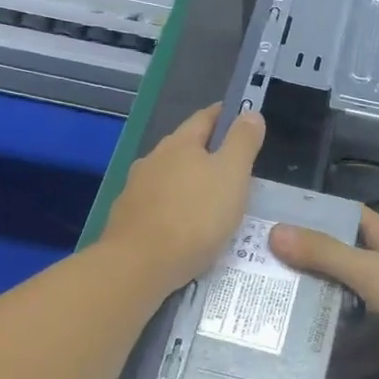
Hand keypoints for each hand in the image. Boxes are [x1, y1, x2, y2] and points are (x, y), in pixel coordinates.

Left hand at [99, 104, 263, 295]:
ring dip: (189, 183)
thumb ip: (243, 142)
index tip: (243, 120)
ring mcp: (135, 189)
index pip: (205, 117)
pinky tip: (185, 226)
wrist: (140, 265)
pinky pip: (159, 206)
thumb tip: (250, 113)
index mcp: (180, 143)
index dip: (226, 116)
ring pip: (169, 177)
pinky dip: (175, 209)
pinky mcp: (128, 218)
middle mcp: (153, 159)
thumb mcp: (232, 175)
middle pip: (185, 147)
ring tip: (211, 201)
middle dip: (207, 153)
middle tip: (234, 168)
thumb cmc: (195, 216)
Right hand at [269, 207, 378, 378]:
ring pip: (363, 303)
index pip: (353, 218)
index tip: (287, 221)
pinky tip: (326, 355)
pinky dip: (356, 347)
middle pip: (353, 262)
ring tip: (290, 317)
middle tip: (276, 277)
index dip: (324, 215)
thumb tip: (274, 231)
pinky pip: (377, 339)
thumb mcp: (368, 270)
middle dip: (319, 268)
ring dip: (335, 309)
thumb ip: (324, 254)